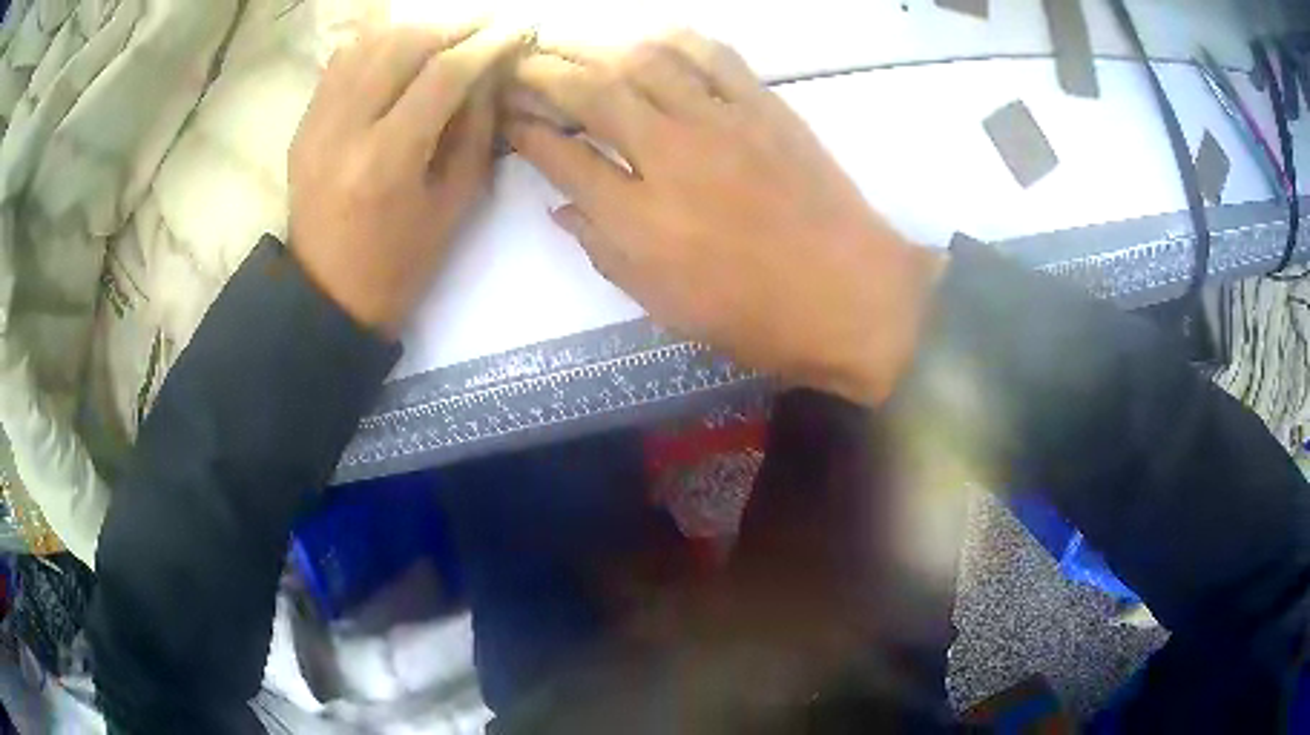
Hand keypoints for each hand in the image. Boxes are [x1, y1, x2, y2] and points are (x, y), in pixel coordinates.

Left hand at [289, 24, 524, 335]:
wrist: (328, 293)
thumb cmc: (401, 262)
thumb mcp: (456, 204)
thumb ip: (475, 129)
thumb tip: (488, 72)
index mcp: (387, 161)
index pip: (444, 75)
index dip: (487, 44)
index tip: (517, 30)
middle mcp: (345, 130)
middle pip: (403, 45)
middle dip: (454, 27)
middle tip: (486, 28)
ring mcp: (317, 124)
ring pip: (369, 44)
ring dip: (416, 29)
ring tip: (447, 35)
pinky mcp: (304, 124)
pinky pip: (341, 61)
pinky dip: (377, 43)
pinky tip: (402, 49)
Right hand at [506, 32, 944, 404]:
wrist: (851, 295)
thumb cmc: (756, 317)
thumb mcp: (664, 305)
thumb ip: (605, 250)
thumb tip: (563, 207)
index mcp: (638, 219)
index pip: (560, 155)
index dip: (525, 131)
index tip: (507, 116)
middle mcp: (669, 156)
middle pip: (591, 93)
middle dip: (544, 73)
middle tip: (521, 63)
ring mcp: (721, 123)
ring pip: (644, 61)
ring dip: (599, 47)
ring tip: (573, 46)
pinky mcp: (764, 107)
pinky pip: (711, 56)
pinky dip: (674, 40)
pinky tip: (650, 39)